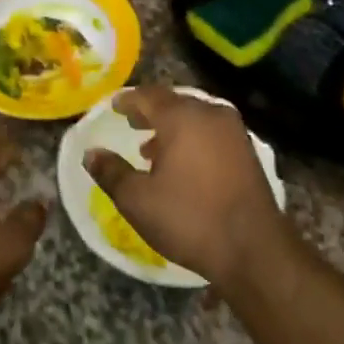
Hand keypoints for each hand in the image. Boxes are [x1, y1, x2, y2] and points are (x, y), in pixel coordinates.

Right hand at [85, 87, 288, 288]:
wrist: (252, 247)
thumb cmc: (188, 218)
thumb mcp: (138, 200)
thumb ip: (111, 172)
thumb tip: (91, 154)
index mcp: (182, 118)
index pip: (148, 96)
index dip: (128, 100)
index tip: (114, 106)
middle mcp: (211, 115)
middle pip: (175, 103)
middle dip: (151, 112)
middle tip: (132, 123)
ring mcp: (235, 132)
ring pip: (196, 118)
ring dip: (173, 128)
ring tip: (152, 150)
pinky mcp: (247, 152)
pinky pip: (212, 133)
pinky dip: (193, 139)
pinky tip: (182, 164)